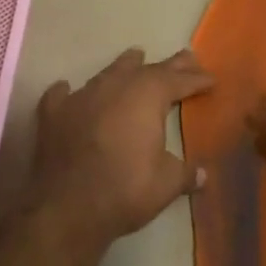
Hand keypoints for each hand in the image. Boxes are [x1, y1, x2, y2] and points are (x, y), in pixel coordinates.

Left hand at [30, 47, 212, 247]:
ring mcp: (82, 96)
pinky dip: (70, 93)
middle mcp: (116, 86)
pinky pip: (63, 95)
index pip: (179, 81)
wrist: (67, 207)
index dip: (197, 80)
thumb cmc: (125, 190)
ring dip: (125, 66)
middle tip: (186, 58)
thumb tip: (202, 175)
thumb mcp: (166, 184)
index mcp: (148, 96)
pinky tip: (68, 90)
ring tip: (135, 57)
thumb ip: (185, 174)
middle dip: (170, 66)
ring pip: (109, 72)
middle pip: (148, 69)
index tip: (211, 79)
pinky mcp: (55, 114)